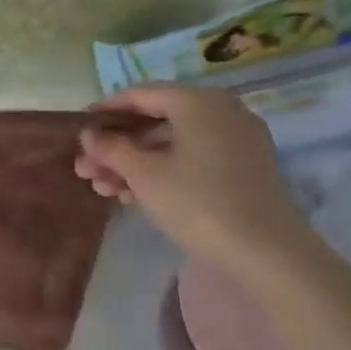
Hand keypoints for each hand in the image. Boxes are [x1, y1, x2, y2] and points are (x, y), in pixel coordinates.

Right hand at [75, 84, 320, 278]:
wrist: (270, 254)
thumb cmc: (198, 203)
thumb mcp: (144, 175)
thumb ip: (111, 149)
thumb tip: (88, 135)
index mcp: (198, 102)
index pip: (141, 94)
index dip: (106, 110)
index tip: (80, 127)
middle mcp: (221, 111)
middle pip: (156, 121)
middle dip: (118, 146)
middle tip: (87, 169)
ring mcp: (237, 140)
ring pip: (173, 143)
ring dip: (136, 163)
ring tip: (104, 189)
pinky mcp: (245, 168)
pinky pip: (194, 158)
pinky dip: (164, 170)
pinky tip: (136, 196)